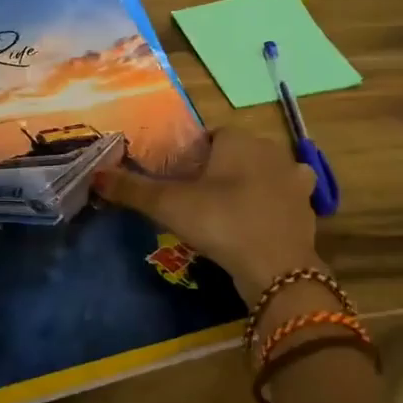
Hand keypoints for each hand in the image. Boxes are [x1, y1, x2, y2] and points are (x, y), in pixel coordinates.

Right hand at [93, 128, 320, 301]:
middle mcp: (271, 150)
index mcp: (238, 139)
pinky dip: (272, 207)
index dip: (193, 155)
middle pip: (238, 152)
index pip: (210, 135)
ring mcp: (294, 179)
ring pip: (266, 173)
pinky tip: (257, 224)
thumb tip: (95, 175)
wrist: (276, 268)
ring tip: (229, 210)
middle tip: (199, 198)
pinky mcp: (307, 208)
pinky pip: (285, 199)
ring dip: (252, 184)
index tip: (179, 180)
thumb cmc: (220, 221)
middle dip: (221, 168)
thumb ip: (132, 188)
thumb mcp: (168, 205)